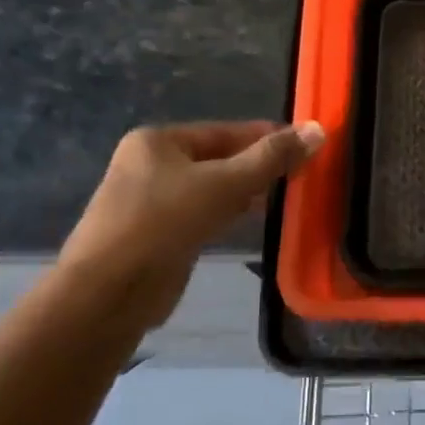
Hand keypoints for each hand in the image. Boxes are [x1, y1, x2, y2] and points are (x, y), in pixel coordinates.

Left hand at [56, 120, 323, 328]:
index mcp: (158, 141)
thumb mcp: (224, 184)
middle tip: (302, 173)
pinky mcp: (156, 234)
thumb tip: (317, 130)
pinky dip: (228, 213)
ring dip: (246, 191)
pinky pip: (202, 213)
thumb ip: (271, 158)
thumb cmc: (163, 224)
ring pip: (211, 187)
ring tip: (286, 196)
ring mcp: (150, 201)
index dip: (268, 137)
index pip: (226, 131)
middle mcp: (150, 164)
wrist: (107, 293)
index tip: (307, 145)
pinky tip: (253, 219)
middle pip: (219, 158)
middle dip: (258, 166)